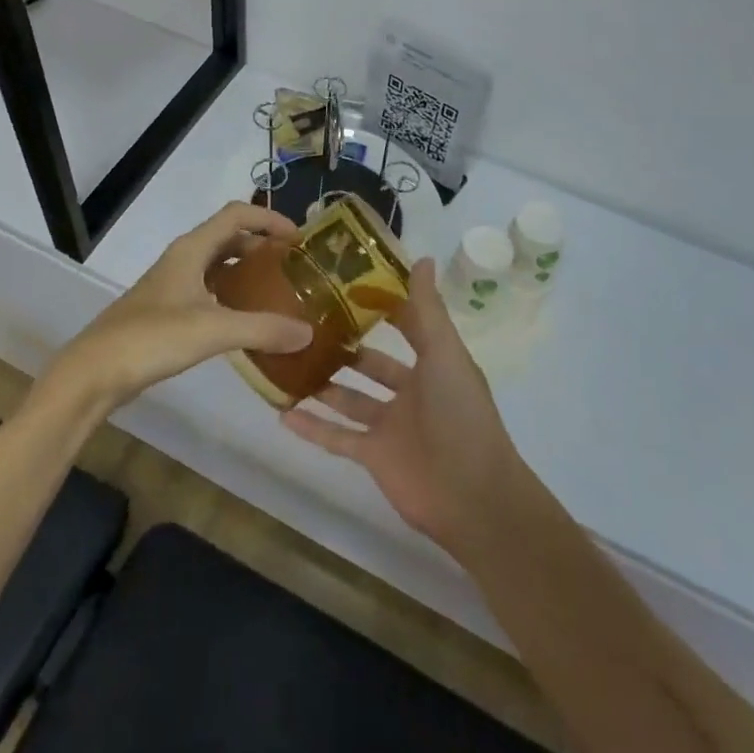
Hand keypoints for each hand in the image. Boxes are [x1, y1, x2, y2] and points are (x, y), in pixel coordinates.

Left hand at [48, 203, 311, 410]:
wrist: (94, 372)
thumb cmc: (152, 338)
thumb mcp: (213, 330)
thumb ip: (262, 328)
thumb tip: (308, 332)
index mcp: (191, 249)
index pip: (236, 215)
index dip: (269, 218)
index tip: (299, 237)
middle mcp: (182, 259)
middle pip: (227, 238)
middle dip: (261, 245)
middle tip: (293, 266)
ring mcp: (171, 285)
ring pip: (216, 266)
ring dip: (245, 271)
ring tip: (277, 292)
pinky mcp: (165, 311)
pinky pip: (207, 291)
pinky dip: (230, 297)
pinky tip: (245, 322)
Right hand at [281, 258, 531, 555]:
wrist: (471, 495)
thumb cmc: (460, 413)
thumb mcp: (445, 353)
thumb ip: (428, 310)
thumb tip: (423, 257)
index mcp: (432, 363)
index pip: (405, 325)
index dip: (382, 305)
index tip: (348, 283)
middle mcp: (410, 391)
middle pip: (371, 364)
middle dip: (345, 345)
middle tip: (306, 321)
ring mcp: (390, 426)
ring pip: (350, 398)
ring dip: (323, 383)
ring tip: (288, 360)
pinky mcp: (373, 456)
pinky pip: (336, 437)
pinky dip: (312, 427)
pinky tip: (282, 413)